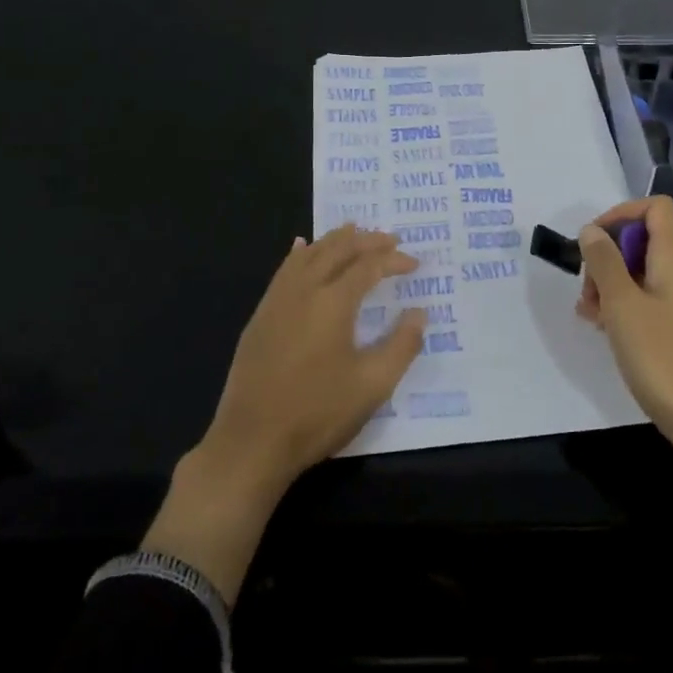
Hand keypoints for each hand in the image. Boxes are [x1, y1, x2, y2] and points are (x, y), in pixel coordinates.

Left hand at [201, 223, 425, 494]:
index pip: (369, 266)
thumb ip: (401, 346)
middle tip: (390, 238)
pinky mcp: (260, 316)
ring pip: (308, 254)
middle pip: (337, 249)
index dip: (394, 260)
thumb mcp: (372, 385)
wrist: (252, 442)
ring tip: (353, 230)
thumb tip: (420, 313)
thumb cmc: (317, 413)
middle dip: (366, 239)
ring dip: (334, 239)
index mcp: (333, 302)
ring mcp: (277, 301)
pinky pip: (284, 270)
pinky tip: (301, 248)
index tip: (415, 263)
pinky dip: (300, 253)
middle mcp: (304, 290)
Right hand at [575, 196, 672, 453]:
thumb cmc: (662, 357)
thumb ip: (604, 262)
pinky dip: (623, 304)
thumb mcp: (622, 305)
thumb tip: (591, 230)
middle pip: (643, 240)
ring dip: (610, 283)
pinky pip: (648, 299)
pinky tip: (605, 329)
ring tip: (589, 314)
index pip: (655, 208)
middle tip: (587, 289)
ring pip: (641, 272)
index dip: (621, 213)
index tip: (593, 241)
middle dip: (607, 256)